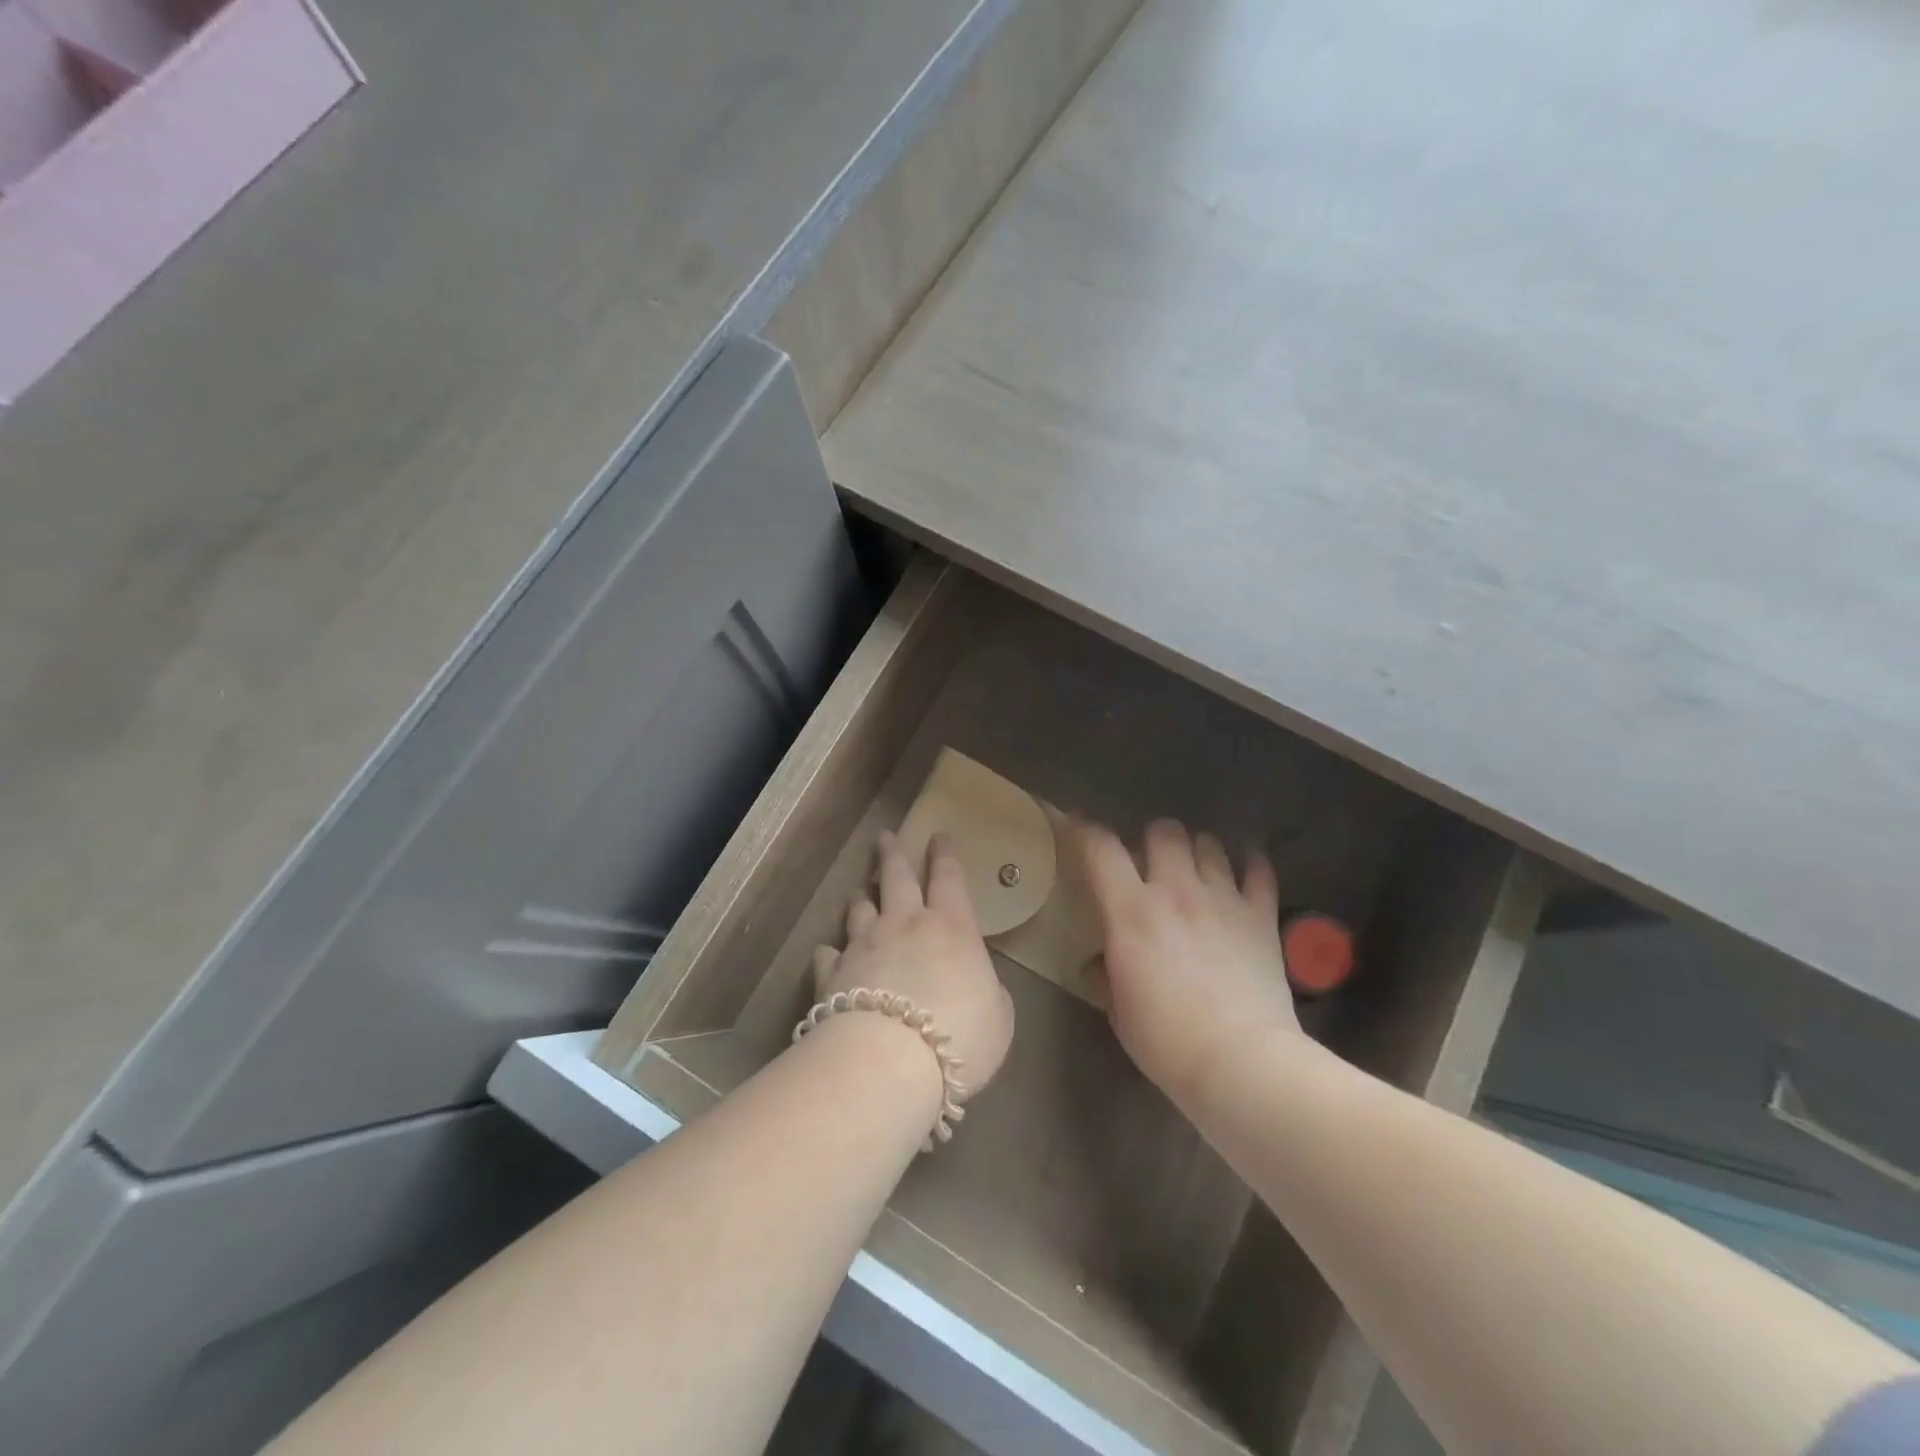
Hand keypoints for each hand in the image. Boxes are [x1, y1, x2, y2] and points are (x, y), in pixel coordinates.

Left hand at [812, 832, 1014, 1099]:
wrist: (888, 1061)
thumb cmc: (960, 1035)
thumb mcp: (999, 1017)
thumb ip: (988, 992)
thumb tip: (976, 985)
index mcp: (951, 927)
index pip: (948, 877)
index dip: (944, 854)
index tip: (938, 835)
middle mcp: (904, 924)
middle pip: (896, 877)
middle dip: (893, 853)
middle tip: (885, 837)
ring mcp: (864, 946)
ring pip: (859, 909)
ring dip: (862, 898)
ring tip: (861, 892)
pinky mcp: (832, 974)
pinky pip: (829, 954)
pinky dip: (831, 951)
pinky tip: (829, 952)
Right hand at [1079, 817, 1303, 1106]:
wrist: (1240, 1061)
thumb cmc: (1165, 1040)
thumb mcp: (1118, 1010)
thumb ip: (1106, 973)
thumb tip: (1099, 962)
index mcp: (1130, 910)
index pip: (1101, 849)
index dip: (1086, 830)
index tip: (1080, 824)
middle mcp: (1175, 890)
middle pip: (1164, 832)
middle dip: (1152, 838)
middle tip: (1151, 859)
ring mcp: (1222, 899)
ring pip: (1209, 843)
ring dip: (1197, 849)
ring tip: (1196, 866)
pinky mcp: (1260, 915)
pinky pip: (1259, 870)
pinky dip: (1250, 864)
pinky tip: (1244, 870)